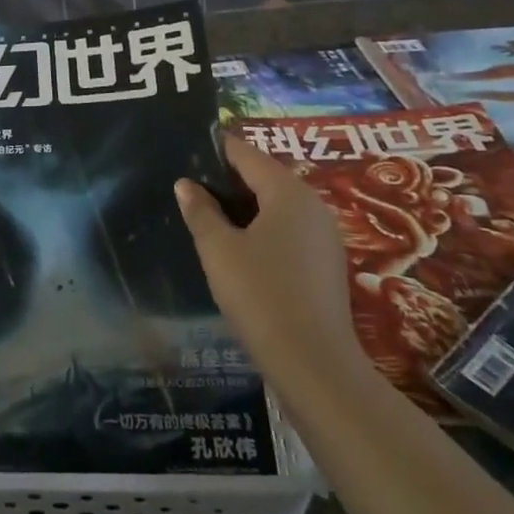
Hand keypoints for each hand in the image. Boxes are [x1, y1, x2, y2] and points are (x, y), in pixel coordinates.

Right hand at [174, 133, 363, 383]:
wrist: (314, 364)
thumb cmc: (260, 295)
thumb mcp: (218, 249)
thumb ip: (200, 211)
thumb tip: (186, 184)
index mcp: (288, 192)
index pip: (246, 154)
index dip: (216, 149)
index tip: (188, 149)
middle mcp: (313, 205)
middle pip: (265, 177)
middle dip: (229, 178)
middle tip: (191, 184)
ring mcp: (325, 235)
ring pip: (278, 205)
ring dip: (245, 205)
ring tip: (208, 213)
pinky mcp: (326, 263)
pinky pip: (289, 228)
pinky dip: (263, 227)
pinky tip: (239, 245)